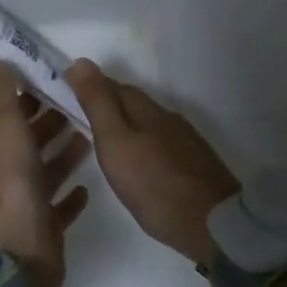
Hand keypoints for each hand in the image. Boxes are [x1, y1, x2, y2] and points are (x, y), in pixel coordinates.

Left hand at [0, 60, 91, 286]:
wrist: (16, 252)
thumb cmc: (12, 182)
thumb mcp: (5, 127)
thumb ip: (1, 94)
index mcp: (1, 146)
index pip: (16, 113)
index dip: (32, 95)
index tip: (57, 78)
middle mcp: (13, 171)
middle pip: (34, 140)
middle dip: (53, 121)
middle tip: (82, 103)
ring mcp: (29, 201)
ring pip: (49, 170)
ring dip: (66, 153)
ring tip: (92, 134)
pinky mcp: (47, 228)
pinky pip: (60, 207)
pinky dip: (71, 196)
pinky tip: (88, 187)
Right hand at [67, 59, 238, 268]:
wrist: (216, 226)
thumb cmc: (155, 186)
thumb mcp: (115, 144)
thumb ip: (98, 104)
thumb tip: (80, 61)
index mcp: (145, 108)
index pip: (112, 85)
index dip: (91, 87)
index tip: (70, 95)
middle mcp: (167, 115)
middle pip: (132, 101)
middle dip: (109, 105)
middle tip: (84, 121)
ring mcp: (186, 139)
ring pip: (149, 122)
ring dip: (128, 125)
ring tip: (110, 145)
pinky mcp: (197, 162)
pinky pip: (164, 141)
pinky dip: (147, 144)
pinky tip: (142, 164)